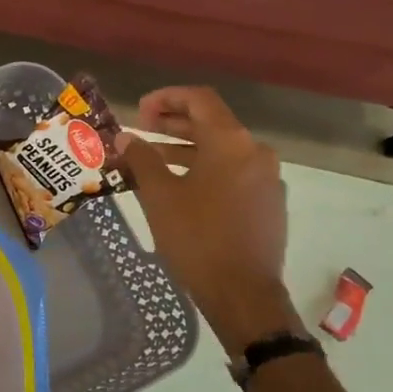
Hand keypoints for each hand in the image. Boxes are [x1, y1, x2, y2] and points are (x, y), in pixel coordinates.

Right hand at [116, 87, 304, 355]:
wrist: (243, 293)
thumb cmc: (197, 238)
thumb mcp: (159, 196)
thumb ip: (141, 159)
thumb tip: (125, 138)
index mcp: (231, 142)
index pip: (199, 99)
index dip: (166, 98)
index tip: (139, 110)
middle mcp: (255, 152)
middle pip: (211, 123)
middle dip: (172, 124)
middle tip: (140, 129)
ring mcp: (266, 179)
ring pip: (221, 151)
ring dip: (184, 150)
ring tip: (150, 161)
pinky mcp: (267, 203)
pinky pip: (232, 173)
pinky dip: (203, 170)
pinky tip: (179, 188)